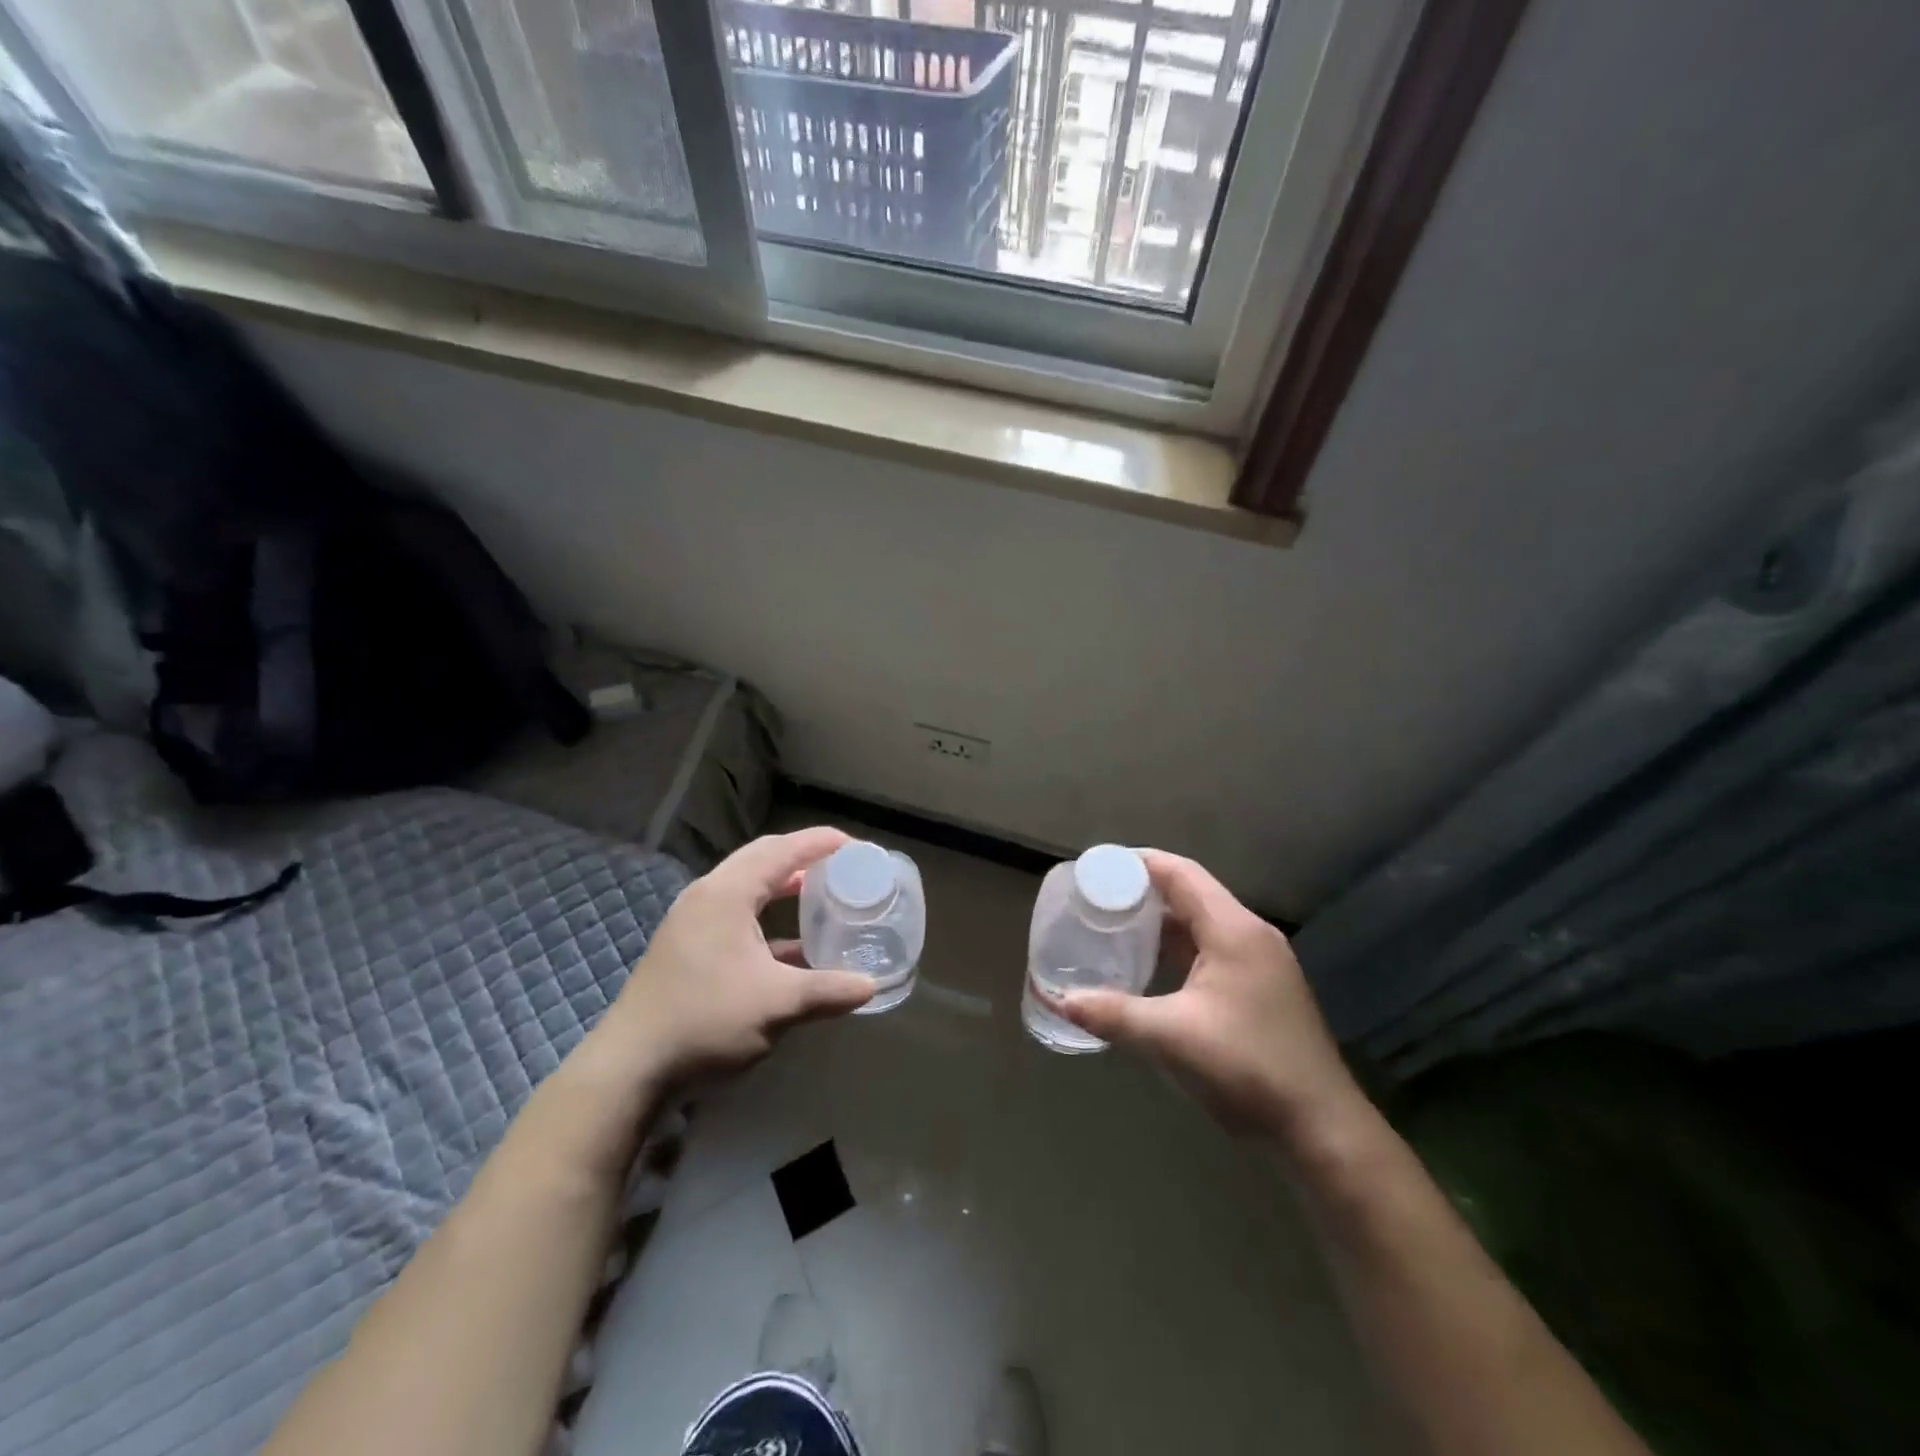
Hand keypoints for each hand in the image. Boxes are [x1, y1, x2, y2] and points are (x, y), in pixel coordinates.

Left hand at [593, 828, 874, 1091]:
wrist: (630, 1067)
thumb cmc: (705, 1022)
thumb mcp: (776, 1006)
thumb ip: (827, 991)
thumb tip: (871, 987)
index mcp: (727, 893)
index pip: (782, 850)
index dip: (820, 842)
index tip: (855, 845)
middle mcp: (708, 895)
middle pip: (762, 858)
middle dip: (803, 856)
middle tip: (841, 865)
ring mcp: (694, 920)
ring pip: (748, 886)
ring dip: (784, 885)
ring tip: (822, 892)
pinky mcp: (689, 946)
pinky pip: (738, 913)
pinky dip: (768, 916)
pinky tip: (794, 944)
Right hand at [1053, 851, 1367, 1140]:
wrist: (1321, 1128)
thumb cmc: (1248, 1068)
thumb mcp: (1171, 1038)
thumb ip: (1112, 1014)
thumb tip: (1058, 1000)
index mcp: (1233, 930)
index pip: (1181, 874)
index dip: (1137, 863)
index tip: (1097, 867)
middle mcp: (1250, 935)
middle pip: (1191, 893)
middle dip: (1143, 891)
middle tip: (1097, 898)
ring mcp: (1260, 962)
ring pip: (1202, 923)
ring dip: (1160, 921)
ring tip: (1114, 925)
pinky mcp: (1261, 988)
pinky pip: (1211, 949)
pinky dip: (1178, 947)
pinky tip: (1150, 965)